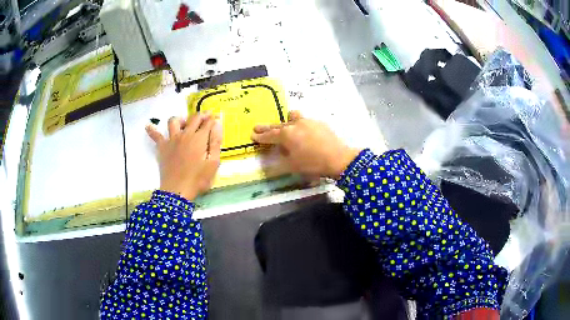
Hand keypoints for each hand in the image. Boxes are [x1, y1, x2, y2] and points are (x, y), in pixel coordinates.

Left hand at [146, 112, 222, 200]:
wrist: (177, 191)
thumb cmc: (198, 179)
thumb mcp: (213, 163)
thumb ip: (216, 142)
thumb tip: (217, 124)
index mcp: (199, 138)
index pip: (208, 123)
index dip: (212, 119)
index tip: (216, 118)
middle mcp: (185, 134)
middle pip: (194, 118)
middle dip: (201, 115)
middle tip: (206, 117)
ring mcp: (172, 139)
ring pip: (174, 121)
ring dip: (181, 120)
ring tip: (184, 125)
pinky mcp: (162, 147)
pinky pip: (156, 135)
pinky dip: (152, 130)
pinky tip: (148, 126)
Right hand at [251, 111, 360, 178]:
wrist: (338, 158)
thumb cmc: (313, 164)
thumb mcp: (293, 166)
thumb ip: (281, 160)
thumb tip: (276, 156)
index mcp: (286, 135)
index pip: (269, 135)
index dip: (260, 136)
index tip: (252, 134)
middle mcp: (295, 124)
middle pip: (278, 125)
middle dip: (267, 127)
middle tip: (258, 127)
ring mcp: (308, 121)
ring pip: (293, 117)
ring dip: (286, 121)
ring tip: (285, 125)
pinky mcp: (319, 122)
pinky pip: (305, 121)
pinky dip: (300, 125)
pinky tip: (304, 132)